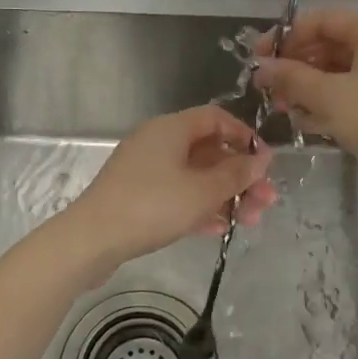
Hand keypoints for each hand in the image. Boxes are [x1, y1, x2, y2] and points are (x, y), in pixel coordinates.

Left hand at [61, 106, 277, 274]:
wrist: (92, 240)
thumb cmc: (152, 206)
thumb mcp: (202, 191)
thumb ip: (236, 174)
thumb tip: (262, 159)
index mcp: (171, 129)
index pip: (215, 118)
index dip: (244, 136)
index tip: (264, 162)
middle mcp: (157, 142)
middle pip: (208, 151)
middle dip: (240, 176)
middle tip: (265, 202)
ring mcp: (145, 170)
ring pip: (195, 176)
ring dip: (224, 196)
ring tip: (249, 222)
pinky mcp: (137, 196)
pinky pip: (177, 194)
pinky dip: (200, 207)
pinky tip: (219, 229)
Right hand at [253, 9, 357, 179]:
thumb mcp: (328, 97)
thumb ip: (291, 78)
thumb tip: (261, 66)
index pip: (321, 20)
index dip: (286, 38)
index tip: (259, 62)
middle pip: (332, 46)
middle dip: (297, 68)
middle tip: (270, 93)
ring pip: (344, 73)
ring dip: (312, 89)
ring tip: (287, 112)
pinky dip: (335, 104)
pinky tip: (314, 126)